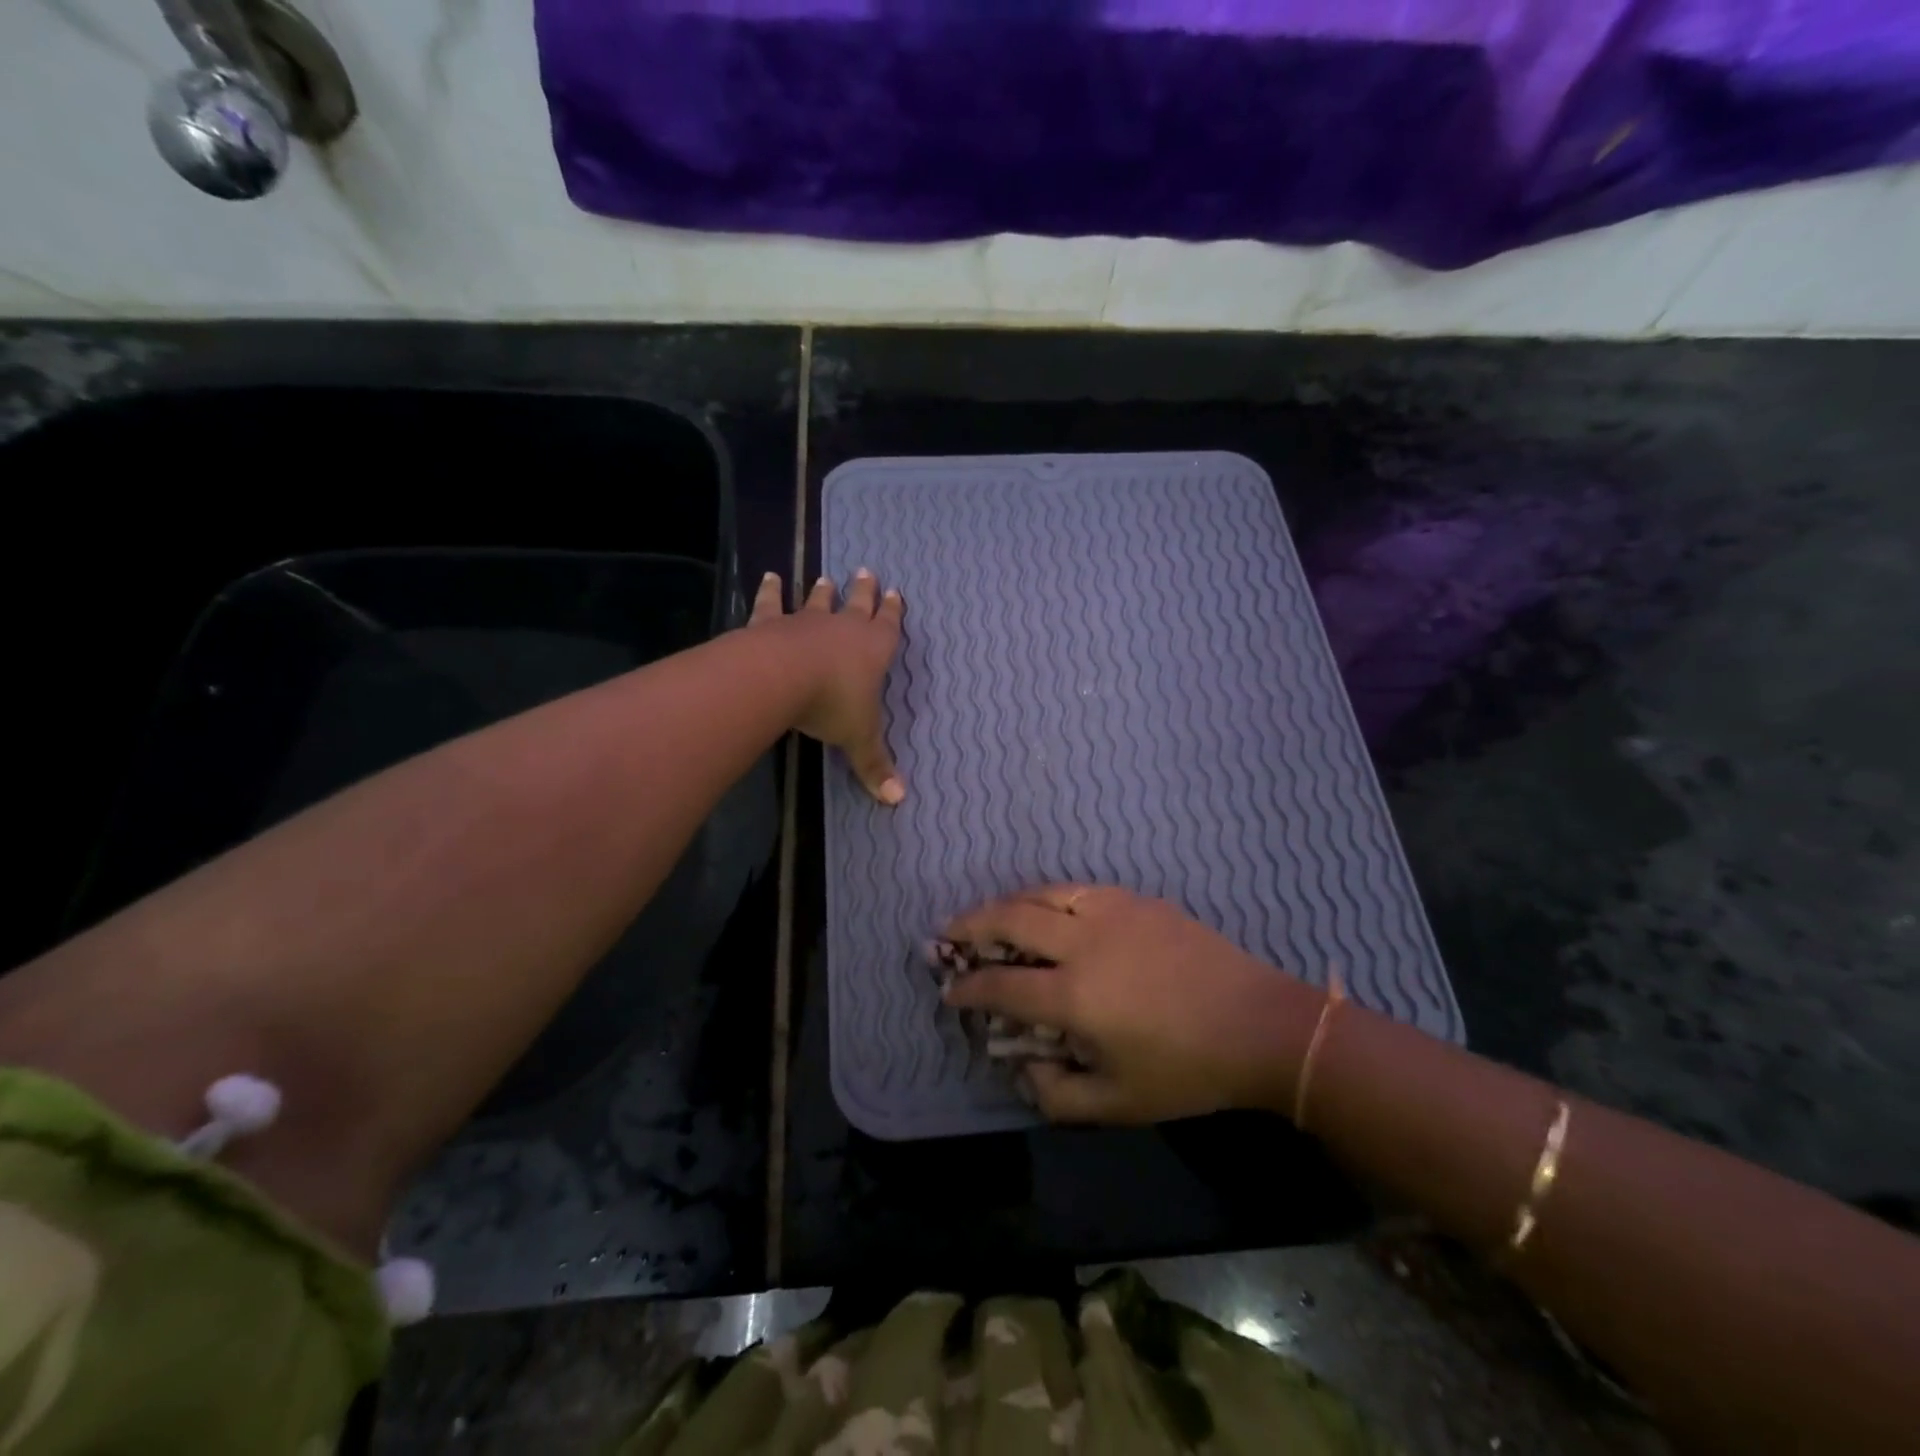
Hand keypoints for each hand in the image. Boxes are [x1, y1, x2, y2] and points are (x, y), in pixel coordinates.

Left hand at [749, 569, 905, 804]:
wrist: (782, 678)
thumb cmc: (831, 704)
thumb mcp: (858, 739)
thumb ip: (875, 766)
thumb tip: (898, 800)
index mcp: (873, 650)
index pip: (889, 626)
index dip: (893, 611)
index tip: (895, 593)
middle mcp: (843, 629)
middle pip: (858, 604)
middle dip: (864, 591)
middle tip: (867, 571)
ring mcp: (806, 622)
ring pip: (818, 602)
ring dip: (823, 591)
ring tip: (826, 577)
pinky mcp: (771, 623)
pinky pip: (771, 603)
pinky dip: (770, 591)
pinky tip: (769, 576)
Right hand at [942, 885, 1323, 1122]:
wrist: (1258, 1023)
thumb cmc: (1187, 1070)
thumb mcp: (1119, 1105)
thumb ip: (1057, 1094)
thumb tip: (1019, 1068)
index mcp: (1075, 995)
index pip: (1000, 986)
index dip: (967, 988)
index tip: (950, 990)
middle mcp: (1082, 943)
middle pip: (1009, 920)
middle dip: (969, 926)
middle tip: (947, 933)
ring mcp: (1110, 912)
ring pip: (1040, 894)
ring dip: (1005, 904)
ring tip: (989, 916)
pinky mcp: (1134, 899)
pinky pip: (1076, 889)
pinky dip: (1046, 896)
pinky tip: (1045, 908)